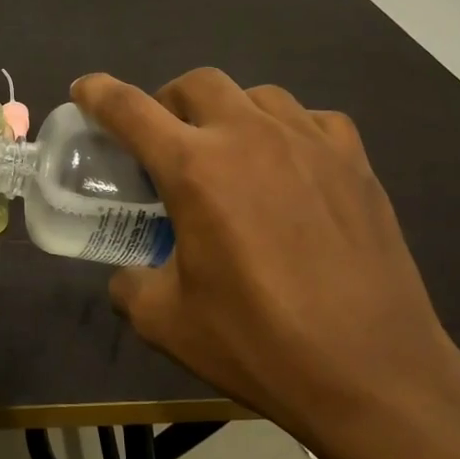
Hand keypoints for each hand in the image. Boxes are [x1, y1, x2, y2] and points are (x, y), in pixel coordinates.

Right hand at [72, 69, 459, 444]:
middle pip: (196, 83)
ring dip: (228, 113)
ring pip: (257, 94)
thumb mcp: (166, 322)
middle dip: (168, 101)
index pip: (130, 110)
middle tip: (165, 141)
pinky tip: (290, 167)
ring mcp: (310, 142)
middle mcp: (250, 137)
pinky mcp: (355, 161)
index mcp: (195, 169)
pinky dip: (287, 131)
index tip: (85, 89)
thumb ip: (130, 284)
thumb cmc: (259, 343)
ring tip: (229, 154)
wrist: (374, 374)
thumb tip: (128, 274)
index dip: (99, 93)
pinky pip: (311, 120)